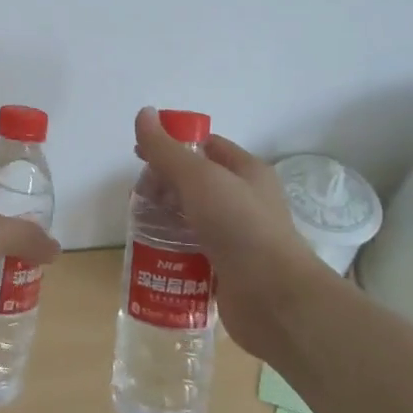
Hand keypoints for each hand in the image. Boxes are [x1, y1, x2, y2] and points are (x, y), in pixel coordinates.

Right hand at [132, 107, 327, 361]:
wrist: (275, 299)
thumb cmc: (240, 226)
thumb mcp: (199, 178)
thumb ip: (167, 149)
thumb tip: (143, 112)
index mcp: (247, 172)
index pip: (207, 146)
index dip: (173, 146)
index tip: (140, 155)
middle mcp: (245, 201)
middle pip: (195, 183)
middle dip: (164, 185)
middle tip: (137, 197)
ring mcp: (237, 237)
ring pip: (192, 218)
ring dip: (165, 219)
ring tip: (138, 225)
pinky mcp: (228, 270)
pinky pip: (194, 252)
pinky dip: (173, 250)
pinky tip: (152, 254)